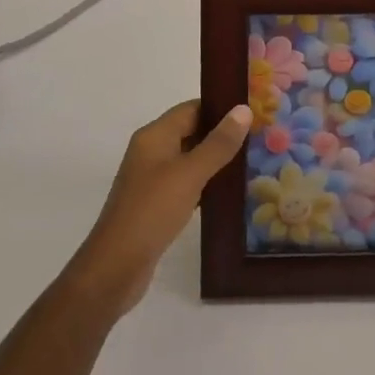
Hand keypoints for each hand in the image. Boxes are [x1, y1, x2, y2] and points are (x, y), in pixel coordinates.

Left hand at [67, 100, 251, 319]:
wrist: (116, 266)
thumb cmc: (152, 211)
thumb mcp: (190, 173)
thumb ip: (218, 143)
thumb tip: (243, 109)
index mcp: (154, 136)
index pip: (191, 109)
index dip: (220, 108)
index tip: (252, 112)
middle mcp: (150, 151)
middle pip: (190, 132)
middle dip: (221, 134)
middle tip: (258, 138)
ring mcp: (151, 179)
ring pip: (189, 159)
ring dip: (215, 160)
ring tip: (250, 163)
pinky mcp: (155, 204)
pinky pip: (184, 184)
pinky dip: (204, 184)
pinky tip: (227, 194)